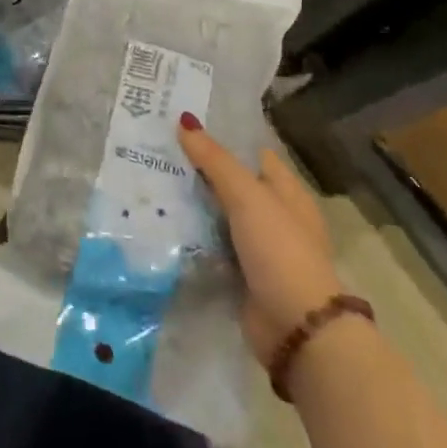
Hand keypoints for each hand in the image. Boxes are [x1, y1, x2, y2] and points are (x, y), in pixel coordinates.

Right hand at [178, 117, 343, 369]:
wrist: (296, 327)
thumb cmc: (279, 250)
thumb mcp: (247, 197)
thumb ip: (215, 160)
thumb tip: (184, 120)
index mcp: (287, 192)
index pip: (253, 154)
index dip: (224, 139)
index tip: (184, 127)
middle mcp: (275, 216)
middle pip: (233, 185)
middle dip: (200, 171)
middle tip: (157, 151)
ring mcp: (259, 248)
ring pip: (219, 216)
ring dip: (193, 205)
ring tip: (150, 183)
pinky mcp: (242, 275)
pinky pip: (212, 246)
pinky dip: (193, 238)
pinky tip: (162, 224)